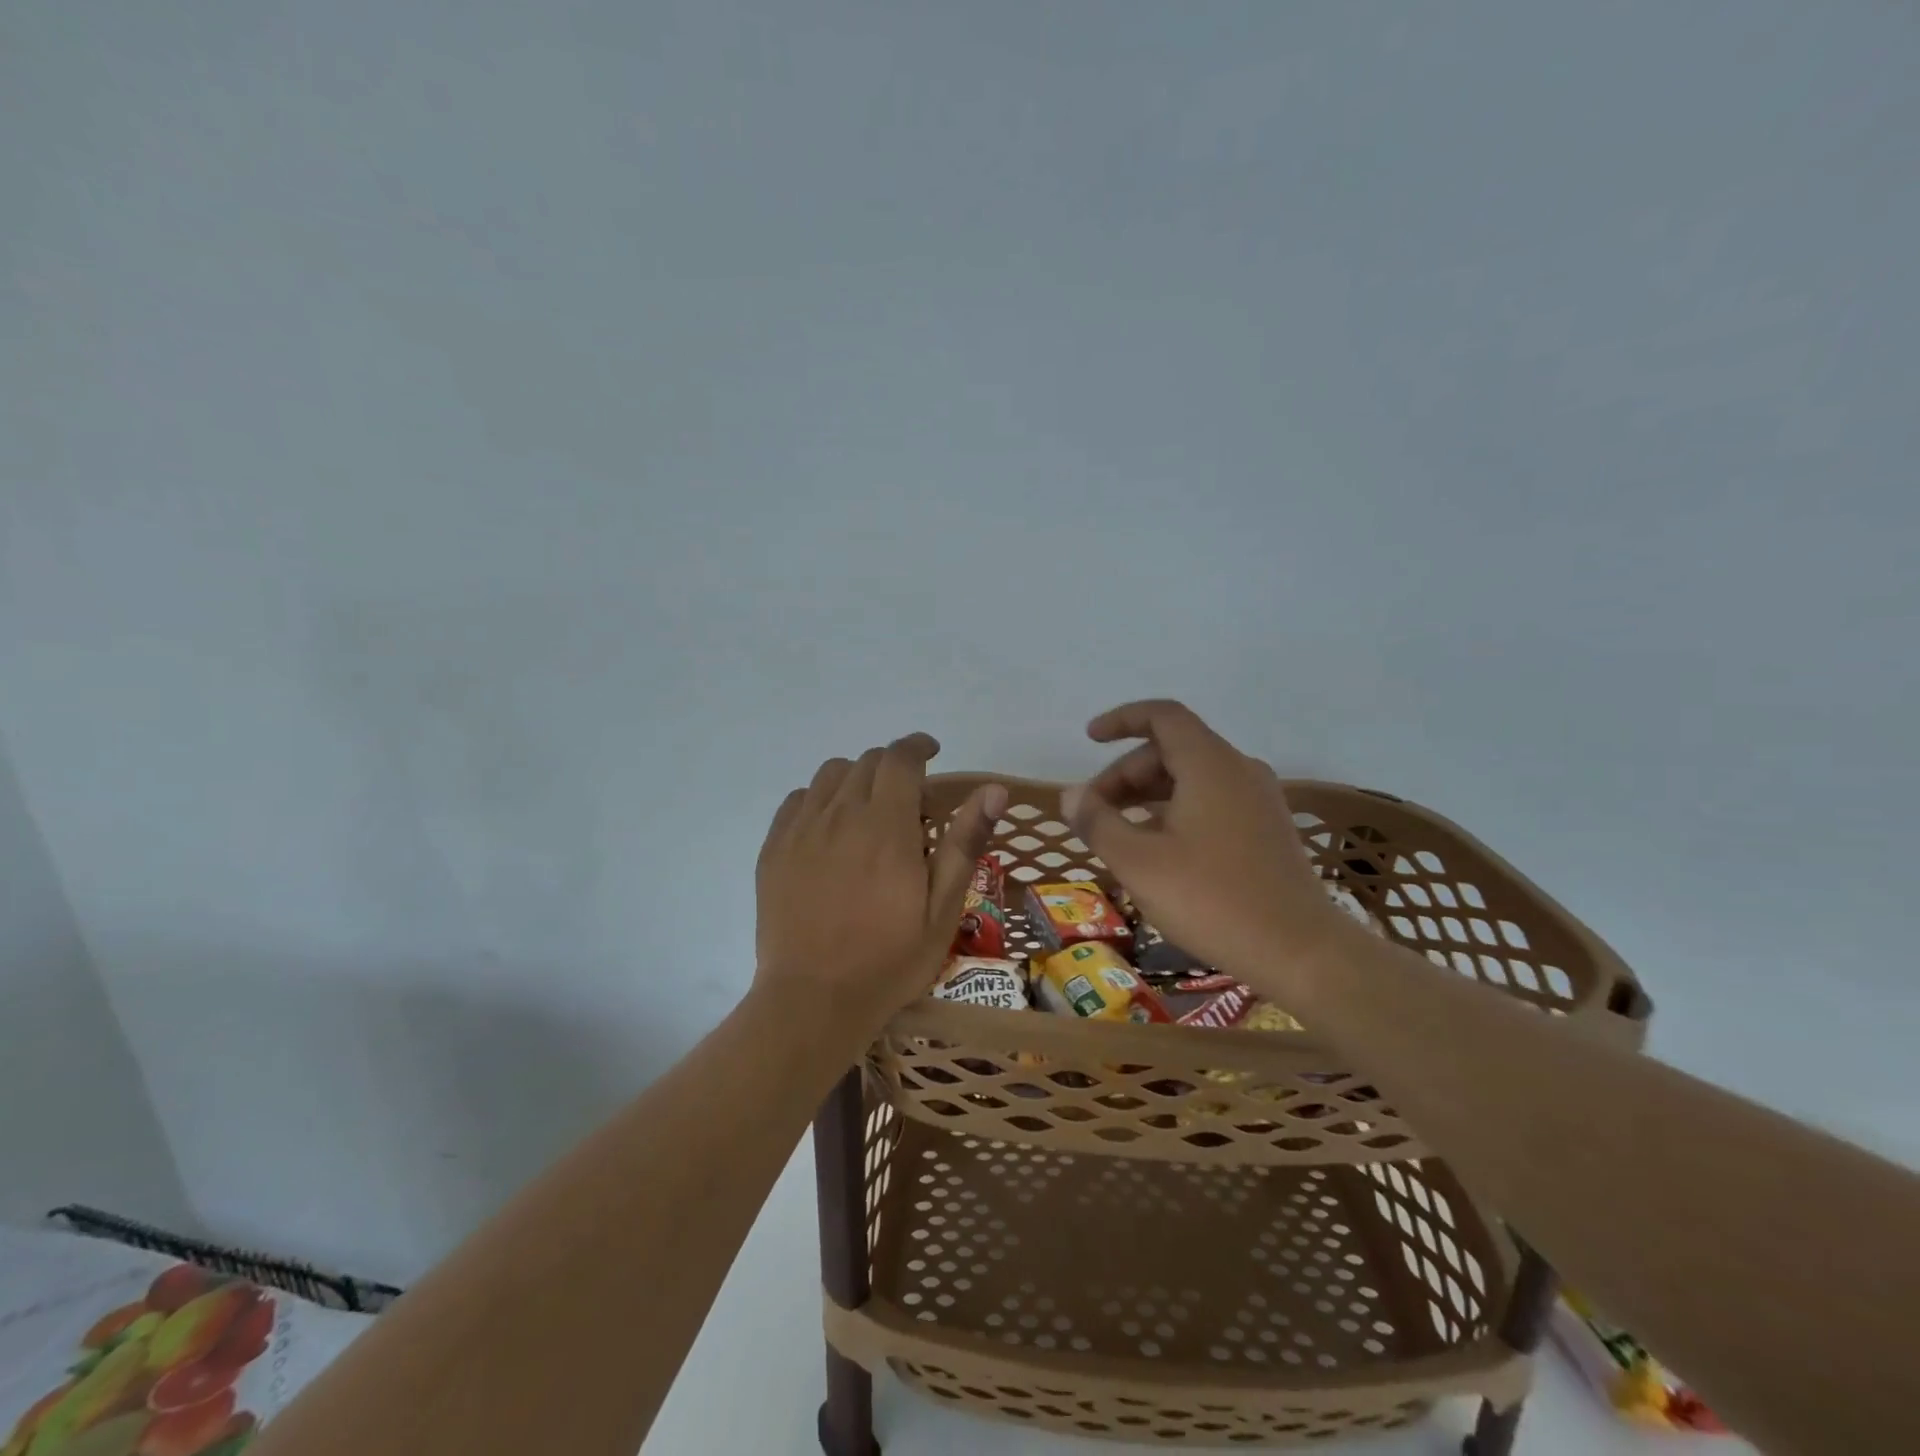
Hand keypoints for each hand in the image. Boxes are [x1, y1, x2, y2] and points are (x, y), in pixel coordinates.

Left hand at [755, 734, 1006, 1037]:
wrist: (813, 1000)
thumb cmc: (889, 959)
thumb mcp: (942, 908)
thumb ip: (964, 842)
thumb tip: (994, 789)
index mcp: (886, 826)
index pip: (900, 758)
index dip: (918, 746)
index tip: (932, 752)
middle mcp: (841, 814)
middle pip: (867, 762)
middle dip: (893, 768)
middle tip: (909, 803)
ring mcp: (801, 830)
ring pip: (830, 775)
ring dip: (856, 779)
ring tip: (869, 812)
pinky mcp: (774, 849)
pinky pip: (798, 800)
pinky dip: (821, 799)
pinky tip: (830, 829)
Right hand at [1062, 700, 1345, 990]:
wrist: (1300, 951)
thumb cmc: (1211, 899)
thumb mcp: (1138, 862)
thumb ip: (1098, 822)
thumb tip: (1070, 795)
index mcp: (1209, 764)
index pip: (1162, 716)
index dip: (1121, 720)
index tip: (1089, 739)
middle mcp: (1239, 770)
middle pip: (1172, 750)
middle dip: (1125, 774)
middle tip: (1094, 812)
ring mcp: (1259, 800)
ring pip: (1192, 778)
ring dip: (1148, 795)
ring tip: (1118, 833)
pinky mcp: (1267, 829)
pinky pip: (1212, 801)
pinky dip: (1176, 811)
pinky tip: (1159, 850)